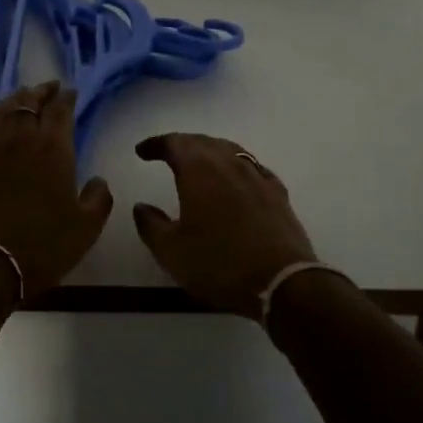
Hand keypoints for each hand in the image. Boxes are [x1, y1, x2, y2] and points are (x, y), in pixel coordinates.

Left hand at [0, 81, 113, 297]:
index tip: (70, 91)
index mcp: (52, 150)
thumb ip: (98, 199)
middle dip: (40, 92)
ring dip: (11, 102)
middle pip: (28, 105)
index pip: (60, 112)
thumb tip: (98, 181)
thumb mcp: (85, 228)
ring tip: (19, 97)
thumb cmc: (42, 247)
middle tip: (48, 87)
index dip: (66, 98)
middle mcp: (18, 142)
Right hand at [130, 133, 318, 317]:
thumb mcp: (172, 252)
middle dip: (182, 144)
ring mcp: (257, 174)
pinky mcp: (277, 192)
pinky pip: (252, 166)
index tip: (142, 151)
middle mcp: (228, 162)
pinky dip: (236, 166)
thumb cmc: (219, 264)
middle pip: (202, 141)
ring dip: (209, 151)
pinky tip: (236, 178)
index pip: (174, 143)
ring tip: (199, 163)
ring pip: (229, 150)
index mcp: (199, 169)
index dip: (156, 144)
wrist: (282, 281)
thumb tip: (140, 206)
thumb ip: (151, 225)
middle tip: (167, 154)